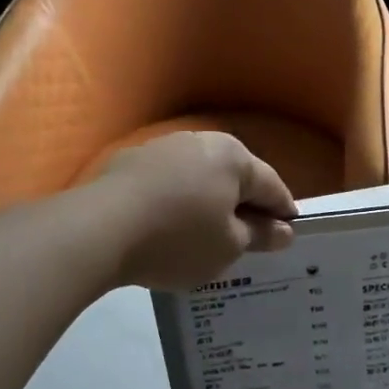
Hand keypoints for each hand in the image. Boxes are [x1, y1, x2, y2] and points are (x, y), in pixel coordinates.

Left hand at [88, 132, 296, 289]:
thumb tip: (284, 230)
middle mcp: (201, 142)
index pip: (272, 186)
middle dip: (246, 204)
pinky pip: (170, 183)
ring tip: (210, 233)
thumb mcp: (228, 246)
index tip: (290, 233)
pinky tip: (172, 225)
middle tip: (251, 236)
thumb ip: (259, 235)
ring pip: (201, 177)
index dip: (283, 212)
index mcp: (233, 158)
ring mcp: (162, 148)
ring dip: (210, 201)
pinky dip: (179, 201)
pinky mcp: (131, 162)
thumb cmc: (178, 238)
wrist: (98, 229)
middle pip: (235, 176)